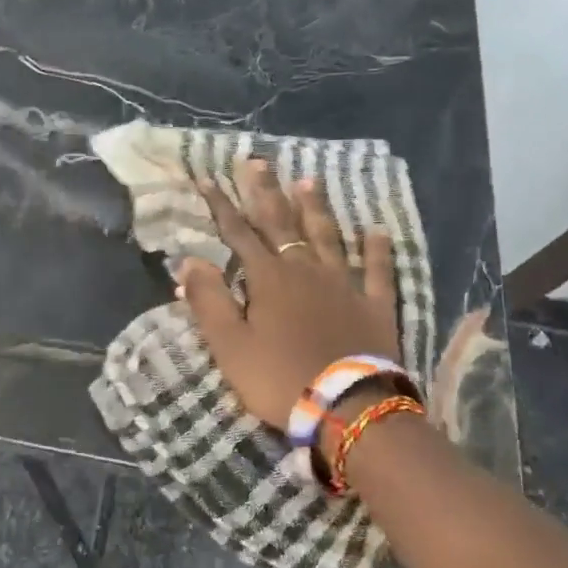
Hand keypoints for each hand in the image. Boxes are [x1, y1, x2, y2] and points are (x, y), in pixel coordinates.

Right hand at [178, 160, 397, 429]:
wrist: (346, 407)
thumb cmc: (279, 378)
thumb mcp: (230, 346)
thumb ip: (209, 301)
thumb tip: (190, 260)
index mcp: (268, 279)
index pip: (238, 233)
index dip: (221, 205)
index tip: (207, 177)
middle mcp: (305, 270)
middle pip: (282, 223)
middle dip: (265, 191)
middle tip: (256, 160)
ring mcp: (344, 284)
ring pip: (327, 236)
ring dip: (316, 208)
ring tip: (309, 180)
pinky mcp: (374, 304)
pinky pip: (378, 270)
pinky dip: (377, 249)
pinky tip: (377, 231)